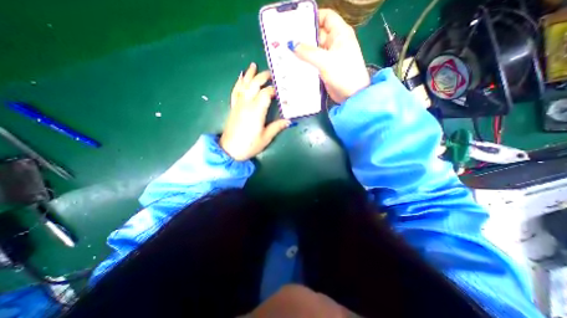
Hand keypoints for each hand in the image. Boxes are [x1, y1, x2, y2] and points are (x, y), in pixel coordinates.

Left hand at [218, 62, 287, 160]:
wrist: (229, 150)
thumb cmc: (249, 145)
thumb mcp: (266, 137)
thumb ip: (277, 127)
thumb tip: (289, 121)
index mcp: (256, 111)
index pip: (266, 93)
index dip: (274, 89)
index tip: (281, 89)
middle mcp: (246, 104)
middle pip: (254, 85)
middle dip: (262, 77)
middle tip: (270, 73)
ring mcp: (238, 105)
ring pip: (243, 85)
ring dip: (249, 75)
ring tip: (253, 65)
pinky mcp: (233, 108)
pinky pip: (235, 91)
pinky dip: (238, 83)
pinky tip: (240, 77)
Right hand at [290, 8, 369, 102]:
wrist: (351, 95)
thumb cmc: (343, 74)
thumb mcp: (326, 61)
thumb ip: (308, 52)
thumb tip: (292, 45)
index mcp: (340, 34)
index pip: (326, 17)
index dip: (313, 17)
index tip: (296, 23)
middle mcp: (334, 43)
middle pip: (317, 34)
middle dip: (303, 36)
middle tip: (286, 39)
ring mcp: (329, 57)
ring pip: (314, 50)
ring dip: (303, 51)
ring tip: (287, 51)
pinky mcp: (325, 69)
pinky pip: (313, 62)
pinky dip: (305, 62)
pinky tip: (294, 64)